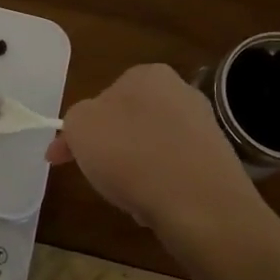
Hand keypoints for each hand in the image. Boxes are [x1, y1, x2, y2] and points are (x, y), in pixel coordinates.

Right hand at [47, 64, 268, 237]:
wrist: (200, 204)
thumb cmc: (131, 155)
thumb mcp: (79, 128)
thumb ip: (74, 121)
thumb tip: (84, 129)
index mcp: (147, 74)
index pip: (102, 97)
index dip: (78, 129)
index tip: (62, 157)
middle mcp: (180, 92)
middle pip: (128, 123)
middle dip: (109, 149)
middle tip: (95, 175)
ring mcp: (204, 127)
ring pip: (150, 149)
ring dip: (133, 170)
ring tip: (126, 197)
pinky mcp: (217, 162)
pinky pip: (174, 172)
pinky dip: (160, 187)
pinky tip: (155, 205)